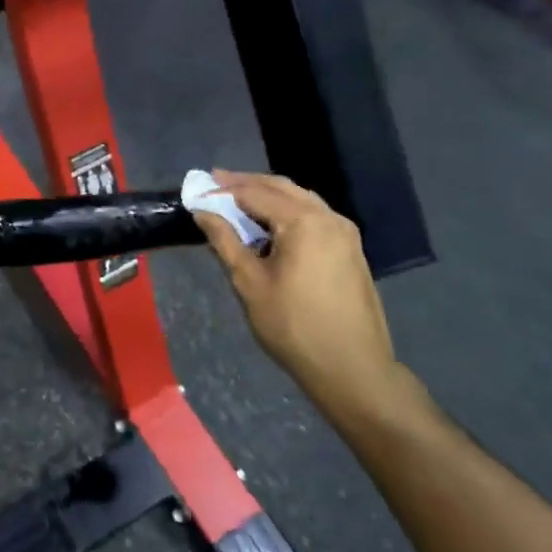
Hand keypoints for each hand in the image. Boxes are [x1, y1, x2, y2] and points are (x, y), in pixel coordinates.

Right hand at [191, 170, 398, 416]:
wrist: (352, 368)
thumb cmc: (293, 326)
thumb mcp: (249, 282)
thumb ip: (225, 240)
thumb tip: (203, 211)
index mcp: (303, 222)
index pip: (255, 193)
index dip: (224, 189)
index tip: (199, 187)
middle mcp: (328, 217)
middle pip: (282, 188)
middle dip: (247, 183)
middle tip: (215, 183)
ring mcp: (345, 233)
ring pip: (301, 200)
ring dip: (269, 196)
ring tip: (238, 202)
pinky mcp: (351, 250)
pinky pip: (315, 216)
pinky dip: (288, 212)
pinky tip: (270, 226)